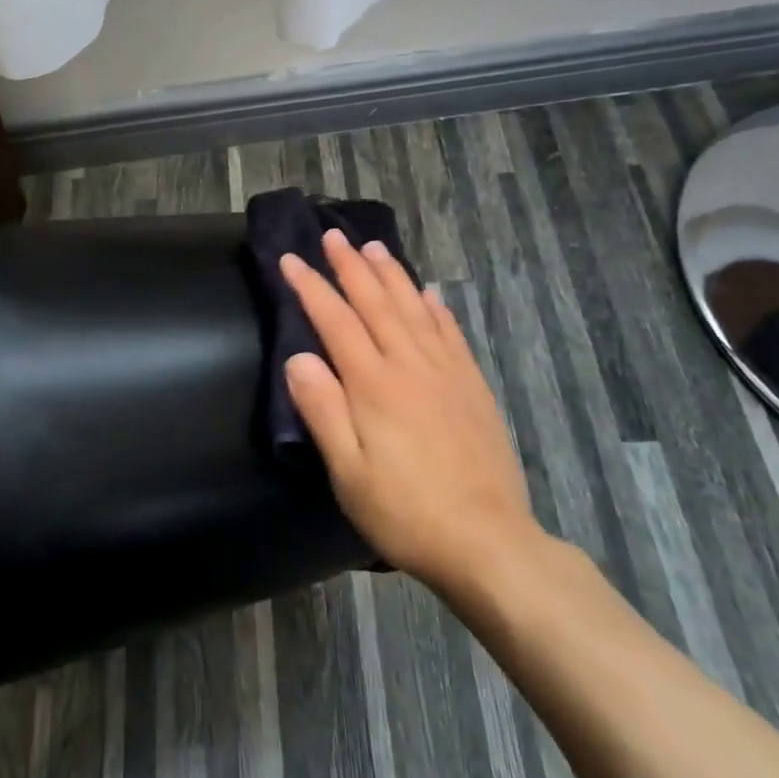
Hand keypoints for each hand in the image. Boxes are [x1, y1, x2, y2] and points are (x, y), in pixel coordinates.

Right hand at [281, 230, 546, 592]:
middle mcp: (410, 365)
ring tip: (375, 247)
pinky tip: (429, 294)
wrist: (488, 541)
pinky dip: (435, 307)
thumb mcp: (348, 473)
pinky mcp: (472, 386)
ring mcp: (446, 373)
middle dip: (350, 266)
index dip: (310, 287)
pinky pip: (450, 333)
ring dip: (391, 275)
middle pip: (376, 303)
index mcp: (374, 384)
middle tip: (332, 236)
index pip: (335, 320)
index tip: (290, 259)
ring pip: (414, 308)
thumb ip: (322, 410)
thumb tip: (297, 357)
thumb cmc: (406, 511)